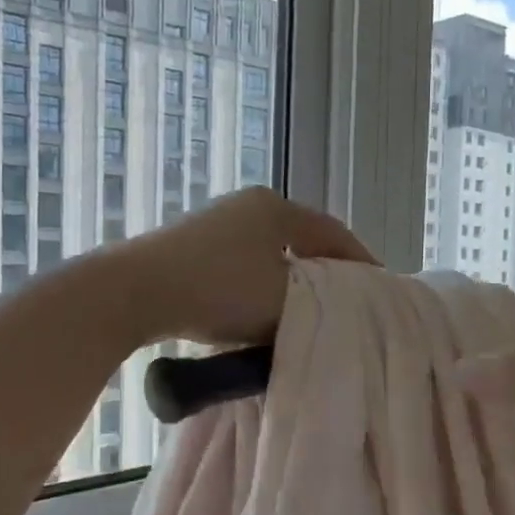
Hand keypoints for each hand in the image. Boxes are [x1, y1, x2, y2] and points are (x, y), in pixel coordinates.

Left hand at [118, 187, 375, 347]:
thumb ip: (315, 301)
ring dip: (289, 279)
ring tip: (306, 309)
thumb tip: (325, 305)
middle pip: (301, 239)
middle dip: (325, 270)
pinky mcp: (189, 245)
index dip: (360, 261)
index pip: (333, 233)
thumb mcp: (281, 301)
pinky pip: (240, 265)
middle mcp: (247, 206)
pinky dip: (259, 285)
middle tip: (346, 300)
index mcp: (276, 208)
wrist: (135, 292)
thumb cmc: (218, 291)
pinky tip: (259, 308)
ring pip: (269, 253)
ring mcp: (214, 222)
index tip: (380, 287)